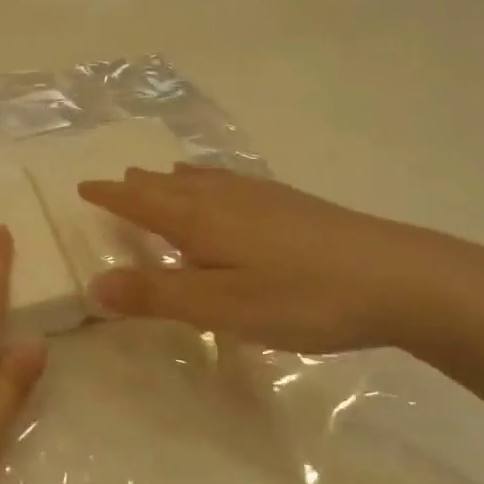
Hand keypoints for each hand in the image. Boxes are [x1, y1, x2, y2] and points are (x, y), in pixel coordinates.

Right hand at [76, 165, 483, 354]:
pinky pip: (233, 183)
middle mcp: (227, 199)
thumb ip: (158, 295)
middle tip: (114, 182)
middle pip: (170, 186)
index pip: (142, 203)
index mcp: (202, 221)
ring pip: (204, 181)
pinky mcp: (294, 205)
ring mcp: (264, 198)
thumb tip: (96, 284)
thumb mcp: (222, 307)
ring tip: (159, 176)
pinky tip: (227, 188)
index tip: (83, 188)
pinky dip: (211, 180)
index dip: (111, 197)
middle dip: (138, 186)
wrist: (400, 278)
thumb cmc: (302, 298)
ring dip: (173, 180)